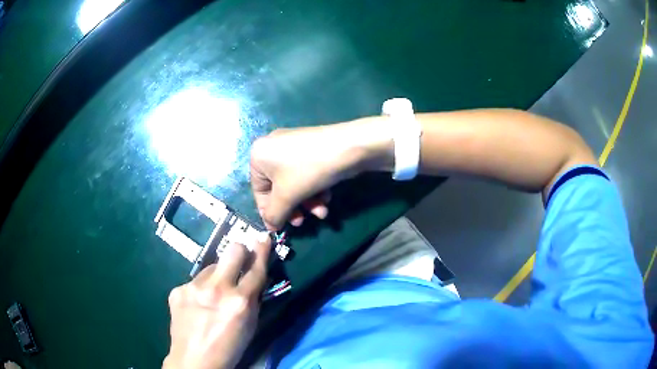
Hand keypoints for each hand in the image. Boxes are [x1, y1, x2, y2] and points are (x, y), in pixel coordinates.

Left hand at [164, 234, 270, 368]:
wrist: (194, 361)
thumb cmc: (229, 348)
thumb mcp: (250, 326)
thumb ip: (252, 300)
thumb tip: (253, 277)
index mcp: (240, 302)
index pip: (256, 269)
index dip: (262, 251)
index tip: (264, 237)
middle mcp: (217, 289)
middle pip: (232, 251)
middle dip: (239, 252)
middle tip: (238, 261)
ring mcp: (194, 287)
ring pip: (211, 267)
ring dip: (217, 276)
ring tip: (212, 296)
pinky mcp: (178, 289)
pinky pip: (194, 281)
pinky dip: (200, 289)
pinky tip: (197, 305)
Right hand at [250, 119, 391, 229]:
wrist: (348, 146)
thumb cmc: (308, 170)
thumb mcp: (286, 197)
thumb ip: (274, 215)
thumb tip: (270, 226)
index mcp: (258, 155)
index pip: (258, 191)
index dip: (269, 212)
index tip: (280, 228)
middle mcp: (272, 147)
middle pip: (278, 188)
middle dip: (293, 207)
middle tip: (302, 221)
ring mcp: (293, 146)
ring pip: (294, 183)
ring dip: (307, 202)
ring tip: (321, 213)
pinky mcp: (311, 149)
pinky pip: (305, 173)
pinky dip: (314, 188)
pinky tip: (327, 197)